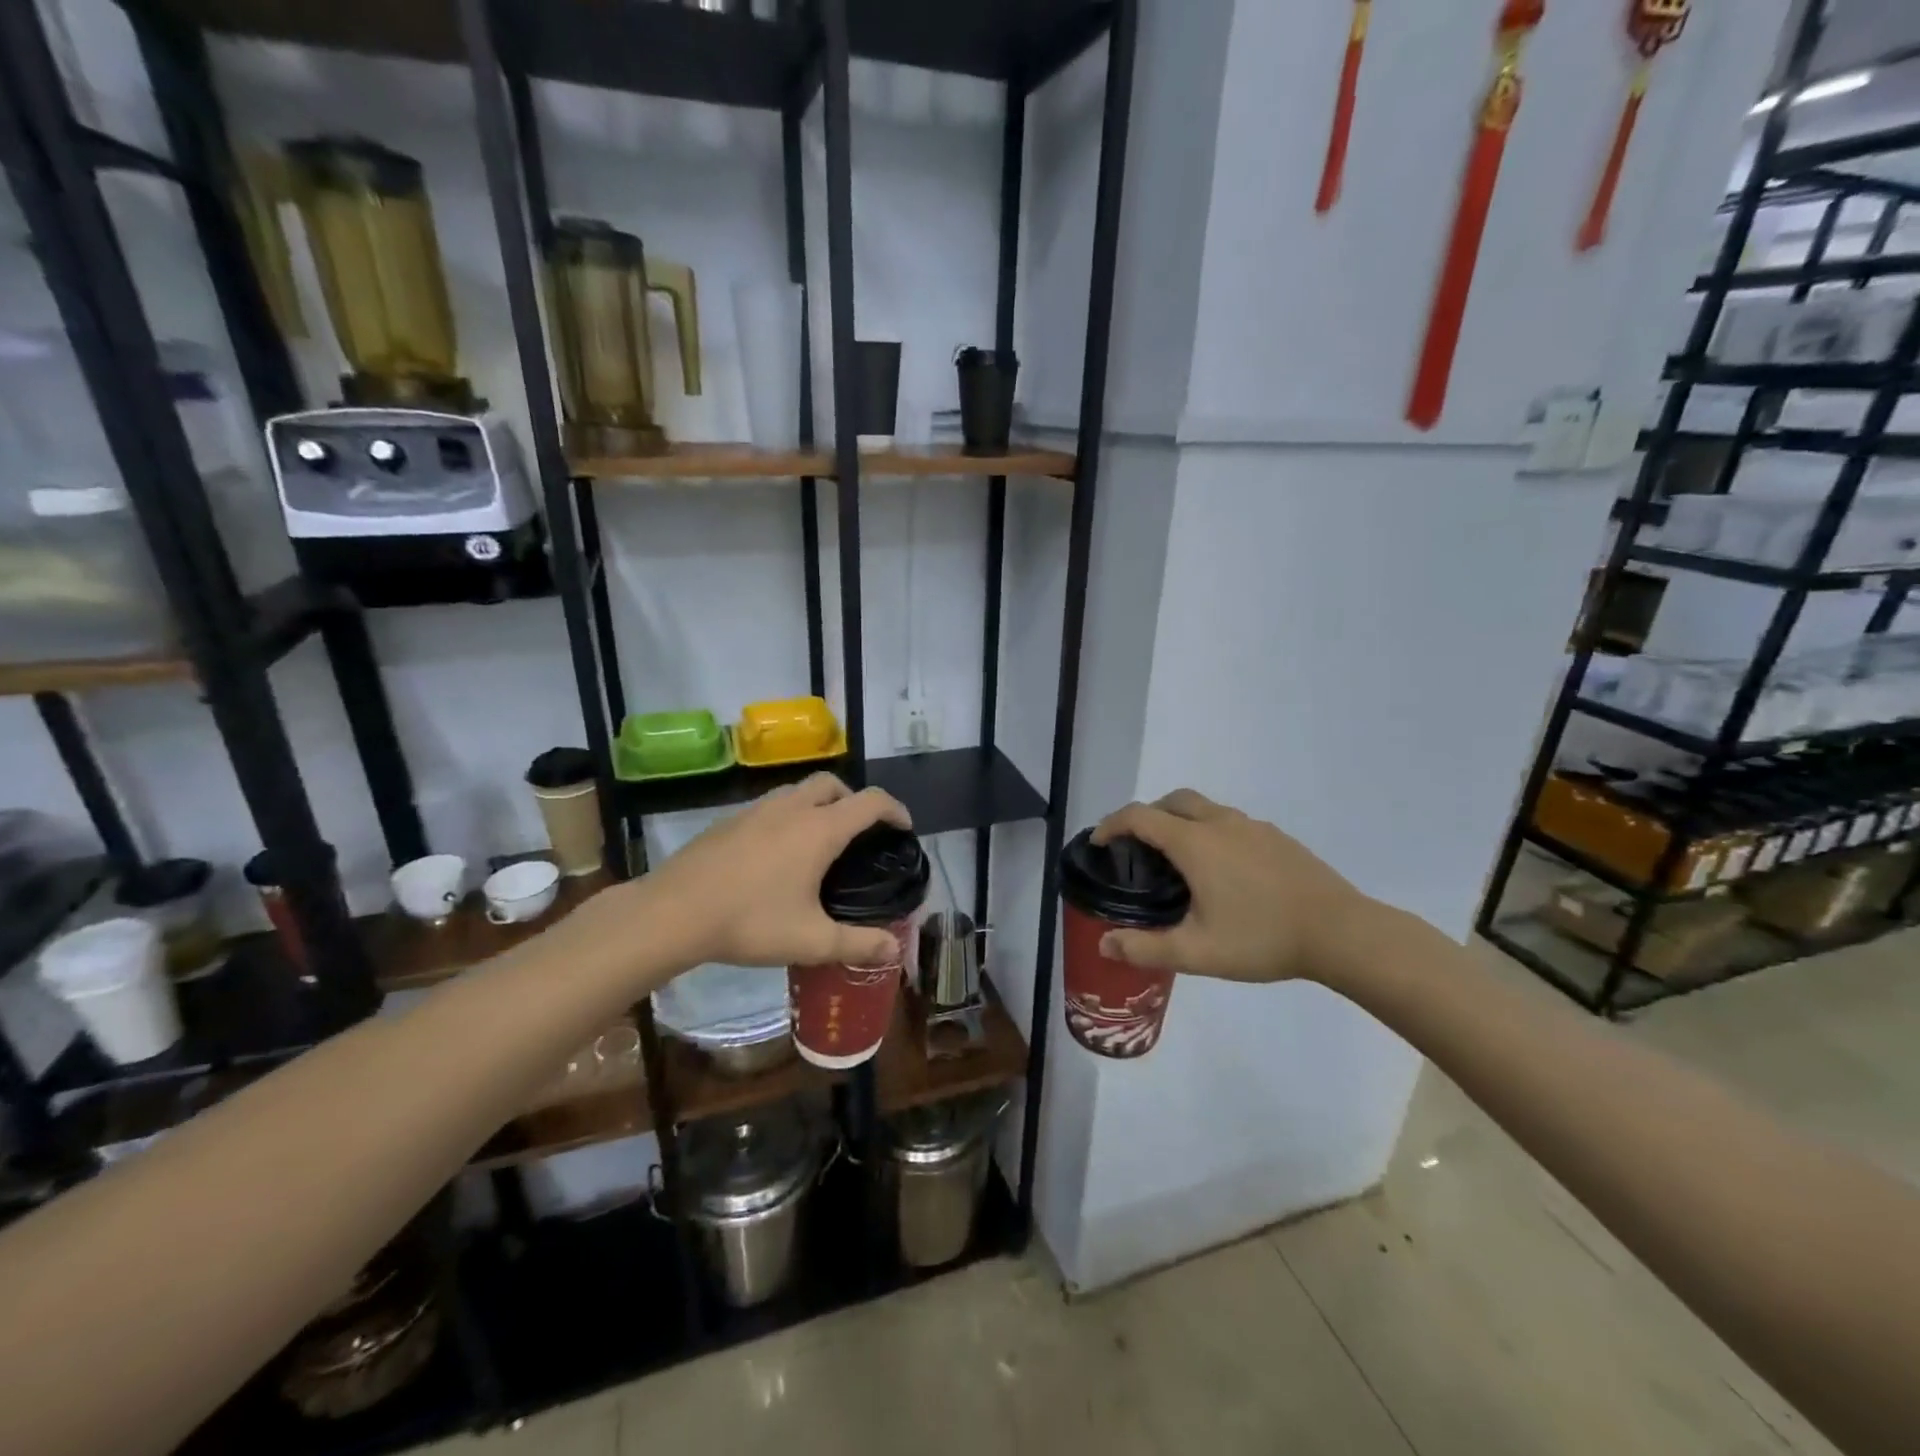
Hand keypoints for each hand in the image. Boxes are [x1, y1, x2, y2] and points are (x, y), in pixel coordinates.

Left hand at [640, 773, 911, 970]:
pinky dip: (789, 815)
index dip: (895, 810)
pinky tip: (777, 853)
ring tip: (819, 841)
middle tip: (860, 833)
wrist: (673, 912)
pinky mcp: (730, 820)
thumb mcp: (810, 940)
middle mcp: (792, 809)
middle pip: (834, 784)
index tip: (904, 828)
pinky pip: (772, 805)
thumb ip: (857, 944)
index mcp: (819, 829)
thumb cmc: (749, 922)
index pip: (871, 802)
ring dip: (819, 804)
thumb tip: (894, 949)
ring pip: (799, 791)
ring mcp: (757, 810)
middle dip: (854, 800)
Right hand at [1092, 789, 1369, 985]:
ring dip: (1180, 821)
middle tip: (1137, 847)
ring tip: (1178, 861)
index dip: (1111, 825)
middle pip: (1172, 801)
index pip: (1139, 816)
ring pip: (1204, 808)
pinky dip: (1210, 831)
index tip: (1098, 843)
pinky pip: (1230, 822)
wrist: (1342, 932)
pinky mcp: (1277, 837)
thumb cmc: (1263, 938)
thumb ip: (1145, 948)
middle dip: (1147, 815)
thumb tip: (1103, 945)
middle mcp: (1220, 823)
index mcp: (1194, 843)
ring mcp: (1253, 826)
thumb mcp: (1197, 952)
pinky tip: (1223, 871)